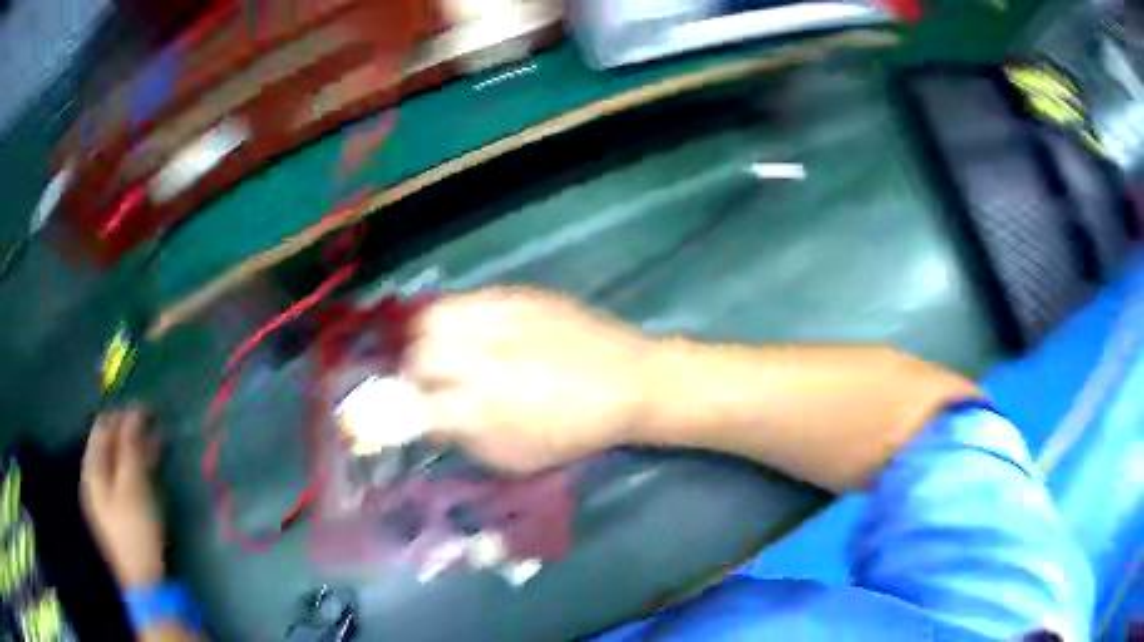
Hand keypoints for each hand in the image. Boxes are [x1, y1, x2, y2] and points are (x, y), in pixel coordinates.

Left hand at [81, 408, 164, 589]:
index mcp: (91, 468)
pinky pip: (122, 481)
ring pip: (116, 463)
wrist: (144, 581)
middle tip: (156, 431)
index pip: (103, 426)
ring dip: (135, 452)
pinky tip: (150, 476)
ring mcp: (103, 498)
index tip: (149, 412)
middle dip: (131, 433)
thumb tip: (136, 411)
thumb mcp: (133, 485)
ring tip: (157, 450)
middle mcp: (93, 478)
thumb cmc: (135, 529)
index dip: (124, 415)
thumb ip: (131, 445)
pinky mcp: (115, 514)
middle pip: (108, 445)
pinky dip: (135, 471)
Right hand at [405, 287, 652, 472]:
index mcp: (481, 408)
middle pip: (419, 353)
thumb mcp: (515, 457)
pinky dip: (458, 316)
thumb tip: (433, 419)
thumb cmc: (575, 431)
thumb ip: (465, 438)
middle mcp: (481, 358)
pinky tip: (474, 330)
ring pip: (434, 317)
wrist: (629, 382)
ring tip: (446, 349)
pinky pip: (467, 299)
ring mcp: (498, 319)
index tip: (415, 411)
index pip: (416, 403)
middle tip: (430, 379)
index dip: (408, 409)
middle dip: (416, 370)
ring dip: (430, 338)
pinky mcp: (516, 295)